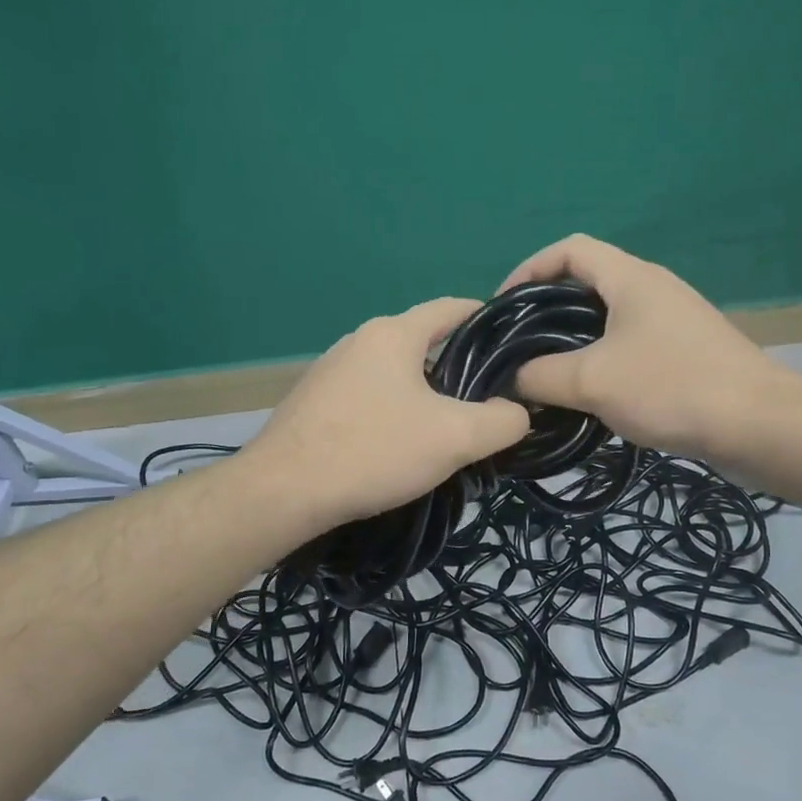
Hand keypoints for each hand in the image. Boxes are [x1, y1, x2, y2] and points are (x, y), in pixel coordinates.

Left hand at [243, 297, 531, 530]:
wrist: (283, 492)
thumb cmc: (373, 450)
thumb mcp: (454, 438)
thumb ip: (502, 421)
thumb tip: (518, 412)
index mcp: (393, 333)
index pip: (452, 308)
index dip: (488, 322)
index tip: (514, 350)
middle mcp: (359, 340)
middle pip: (424, 344)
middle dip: (459, 370)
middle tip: (486, 406)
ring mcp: (330, 371)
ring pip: (395, 375)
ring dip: (425, 396)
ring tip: (447, 433)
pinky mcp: (314, 403)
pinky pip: (368, 397)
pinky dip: (392, 413)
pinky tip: (397, 448)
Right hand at [500, 234, 801, 462]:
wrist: (759, 426)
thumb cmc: (671, 387)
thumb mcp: (591, 381)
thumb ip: (540, 375)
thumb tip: (510, 379)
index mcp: (630, 278)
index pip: (569, 249)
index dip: (529, 268)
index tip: (503, 305)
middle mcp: (653, 288)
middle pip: (587, 282)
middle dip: (546, 309)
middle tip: (519, 344)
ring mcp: (673, 320)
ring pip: (608, 318)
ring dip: (573, 339)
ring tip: (545, 372)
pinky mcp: (686, 352)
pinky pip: (630, 344)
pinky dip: (601, 359)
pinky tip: (589, 394)